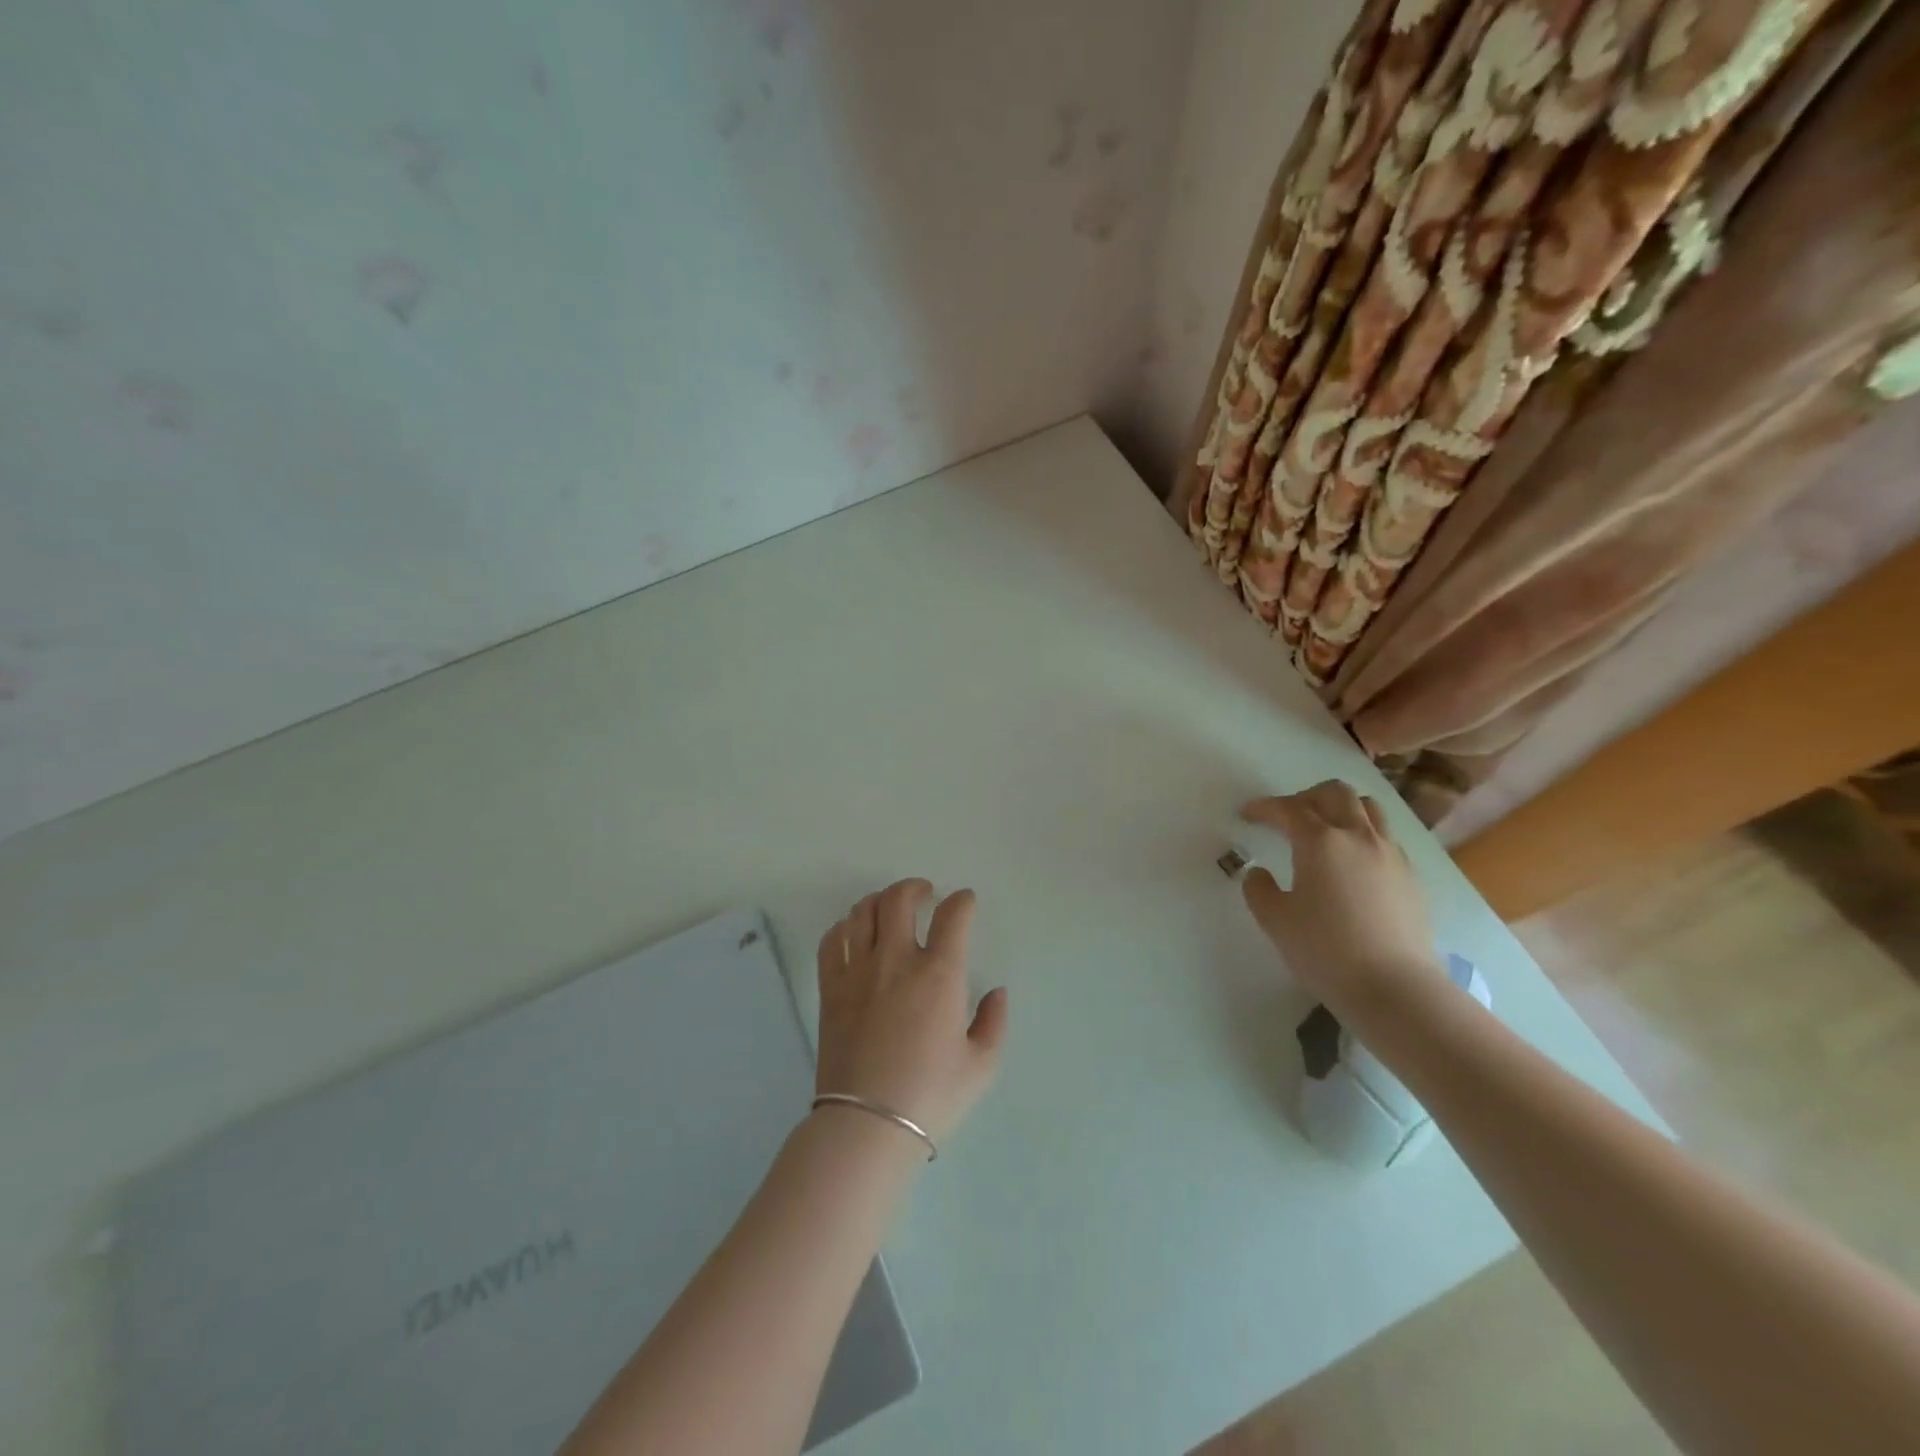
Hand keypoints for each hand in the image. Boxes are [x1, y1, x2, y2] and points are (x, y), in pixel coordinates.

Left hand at [814, 879, 1008, 1146]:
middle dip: (915, 887)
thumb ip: (993, 1022)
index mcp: (940, 975)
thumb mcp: (981, 1066)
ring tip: (889, 908)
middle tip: (925, 894)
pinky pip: (832, 941)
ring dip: (879, 900)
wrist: (867, 1125)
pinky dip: (844, 926)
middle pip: (899, 900)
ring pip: (862, 912)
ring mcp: (858, 972)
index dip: (962, 902)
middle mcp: (897, 961)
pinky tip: (854, 932)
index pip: (953, 916)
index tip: (965, 902)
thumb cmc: (931, 1096)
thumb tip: (996, 992)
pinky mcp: (831, 989)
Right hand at [1239, 781, 1441, 1014]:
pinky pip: (1385, 837)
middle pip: (1335, 793)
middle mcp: (1358, 836)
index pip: (1288, 809)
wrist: (1395, 988)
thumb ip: (1259, 889)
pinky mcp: (1410, 876)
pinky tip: (1352, 862)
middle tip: (1287, 817)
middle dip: (1306, 796)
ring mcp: (1390, 854)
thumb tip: (1259, 873)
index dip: (1264, 807)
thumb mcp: (1275, 920)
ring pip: (1368, 808)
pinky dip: (1363, 834)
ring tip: (1325, 830)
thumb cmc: (1325, 950)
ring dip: (1341, 809)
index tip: (1247, 814)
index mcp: (1320, 842)